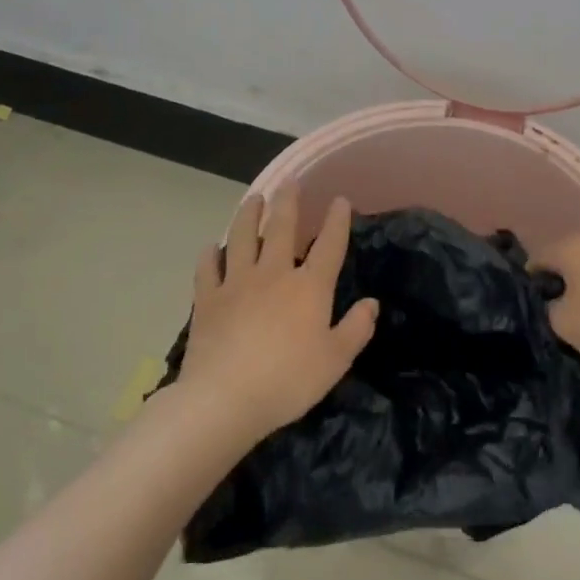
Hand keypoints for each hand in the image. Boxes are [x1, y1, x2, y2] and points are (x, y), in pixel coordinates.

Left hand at [179, 186, 377, 440]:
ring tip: (253, 199)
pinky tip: (211, 247)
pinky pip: (208, 269)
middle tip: (290, 182)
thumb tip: (372, 303)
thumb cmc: (288, 381)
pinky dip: (210, 255)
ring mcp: (237, 283)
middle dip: (288, 202)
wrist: (224, 398)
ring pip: (242, 237)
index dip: (336, 220)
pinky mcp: (208, 299)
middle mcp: (274, 274)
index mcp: (309, 287)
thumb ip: (356, 329)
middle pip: (281, 228)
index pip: (329, 245)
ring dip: (249, 215)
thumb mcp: (335, 360)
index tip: (340, 200)